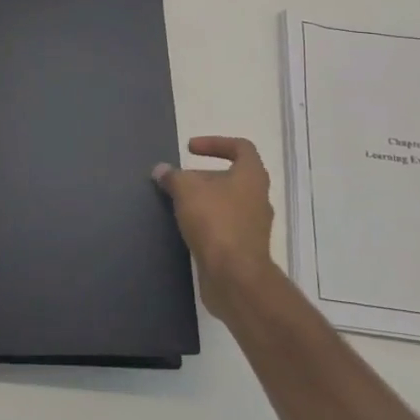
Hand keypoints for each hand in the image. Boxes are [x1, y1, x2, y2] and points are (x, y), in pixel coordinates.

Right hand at [153, 136, 277, 318]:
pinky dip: (206, 223)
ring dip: (204, 201)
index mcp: (251, 176)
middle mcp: (258, 198)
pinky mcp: (245, 249)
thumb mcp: (186, 190)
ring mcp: (254, 226)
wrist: (235, 277)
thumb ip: (173, 177)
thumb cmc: (215, 222)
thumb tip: (161, 170)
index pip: (241, 147)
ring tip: (178, 204)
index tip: (189, 149)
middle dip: (203, 176)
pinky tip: (186, 228)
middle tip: (178, 181)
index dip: (215, 143)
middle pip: (232, 177)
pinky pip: (224, 227)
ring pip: (227, 204)